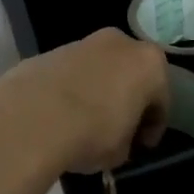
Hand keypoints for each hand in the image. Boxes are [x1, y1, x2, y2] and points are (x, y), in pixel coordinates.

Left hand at [0, 28, 169, 173]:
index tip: (142, 145)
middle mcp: (119, 43)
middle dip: (126, 99)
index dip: (153, 126)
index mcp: (148, 63)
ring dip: (97, 91)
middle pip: (130, 74)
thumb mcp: (120, 151)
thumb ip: (126, 140)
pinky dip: (71, 89)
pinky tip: (59, 115)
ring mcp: (82, 42)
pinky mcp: (50, 51)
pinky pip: (71, 73)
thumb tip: (116, 140)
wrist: (32, 117)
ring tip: (84, 122)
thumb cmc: (92, 133)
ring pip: (99, 69)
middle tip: (118, 129)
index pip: (160, 99)